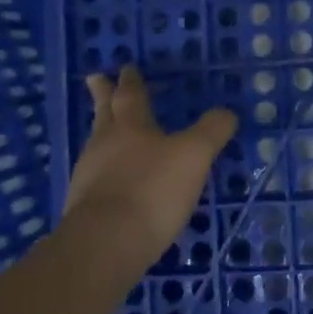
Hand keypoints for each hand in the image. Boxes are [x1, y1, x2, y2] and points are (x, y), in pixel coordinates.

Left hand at [61, 66, 237, 269]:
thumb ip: (212, 130)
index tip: (126, 67)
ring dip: (103, 132)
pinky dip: (105, 170)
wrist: (104, 246)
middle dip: (103, 96)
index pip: (131, 96)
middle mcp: (105, 146)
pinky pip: (95, 177)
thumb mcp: (194, 155)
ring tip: (107, 129)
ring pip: (97, 145)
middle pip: (104, 114)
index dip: (131, 81)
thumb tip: (227, 112)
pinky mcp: (85, 209)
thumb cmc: (151, 190)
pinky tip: (113, 179)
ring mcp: (89, 178)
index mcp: (130, 127)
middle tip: (95, 78)